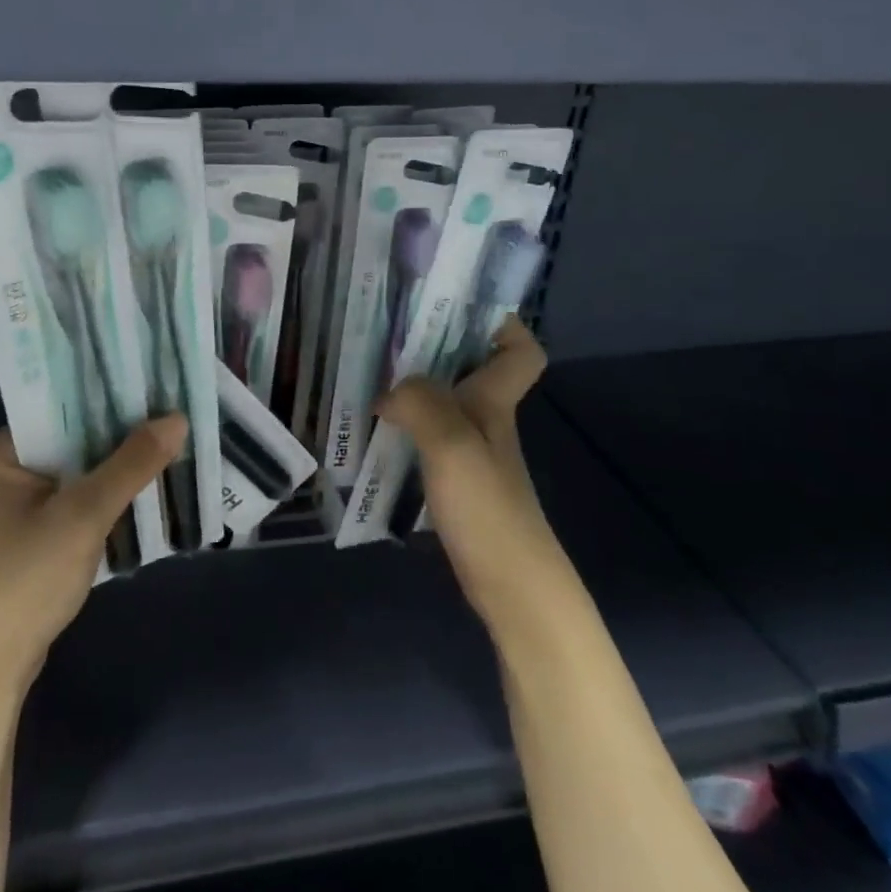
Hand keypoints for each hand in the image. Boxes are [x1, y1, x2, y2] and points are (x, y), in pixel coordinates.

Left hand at [0, 416, 187, 689]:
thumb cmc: (24, 581)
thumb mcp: (83, 516)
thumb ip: (130, 464)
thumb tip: (177, 418)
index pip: (59, 410)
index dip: (108, 403)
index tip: (155, 394)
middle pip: (68, 442)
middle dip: (116, 441)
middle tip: (169, 423)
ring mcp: (6, 508)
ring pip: (71, 474)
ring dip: (111, 473)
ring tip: (164, 451)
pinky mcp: (21, 537)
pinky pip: (67, 502)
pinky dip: (98, 501)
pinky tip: (137, 495)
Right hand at [375, 317, 563, 633]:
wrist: (512, 586)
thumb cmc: (489, 509)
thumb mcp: (454, 446)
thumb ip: (421, 404)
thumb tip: (388, 390)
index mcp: (495, 401)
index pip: (521, 350)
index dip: (501, 323)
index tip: (456, 305)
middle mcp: (487, 418)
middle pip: (473, 367)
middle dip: (436, 344)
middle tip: (387, 330)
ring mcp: (472, 450)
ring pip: (447, 399)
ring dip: (416, 383)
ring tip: (369, 371)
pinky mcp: (456, 478)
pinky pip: (430, 433)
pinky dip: (407, 423)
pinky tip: (376, 427)